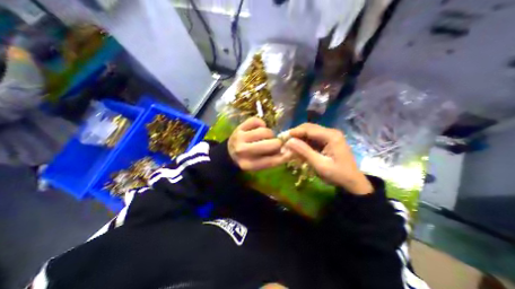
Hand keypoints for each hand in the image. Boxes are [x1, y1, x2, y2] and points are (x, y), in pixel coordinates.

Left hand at [228, 118, 288, 171]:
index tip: (291, 151)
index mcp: (249, 164)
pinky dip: (261, 124)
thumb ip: (274, 160)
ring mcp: (239, 137)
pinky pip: (257, 121)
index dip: (284, 155)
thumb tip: (290, 151)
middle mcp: (242, 151)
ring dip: (269, 134)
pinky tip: (259, 129)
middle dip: (277, 143)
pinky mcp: (239, 126)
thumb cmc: (248, 159)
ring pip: (265, 131)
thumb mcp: (259, 165)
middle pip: (271, 144)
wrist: (230, 152)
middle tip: (276, 143)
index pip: (271, 161)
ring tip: (265, 137)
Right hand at [284, 123, 371, 194]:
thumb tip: (289, 141)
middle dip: (296, 134)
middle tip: (284, 141)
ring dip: (299, 138)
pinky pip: (313, 139)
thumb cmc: (338, 175)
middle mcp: (330, 132)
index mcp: (331, 136)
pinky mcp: (328, 141)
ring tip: (289, 145)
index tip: (282, 137)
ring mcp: (330, 136)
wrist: (353, 183)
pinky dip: (304, 143)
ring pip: (309, 133)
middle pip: (308, 128)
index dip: (294, 132)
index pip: (308, 129)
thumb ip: (304, 151)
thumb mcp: (320, 165)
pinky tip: (298, 148)